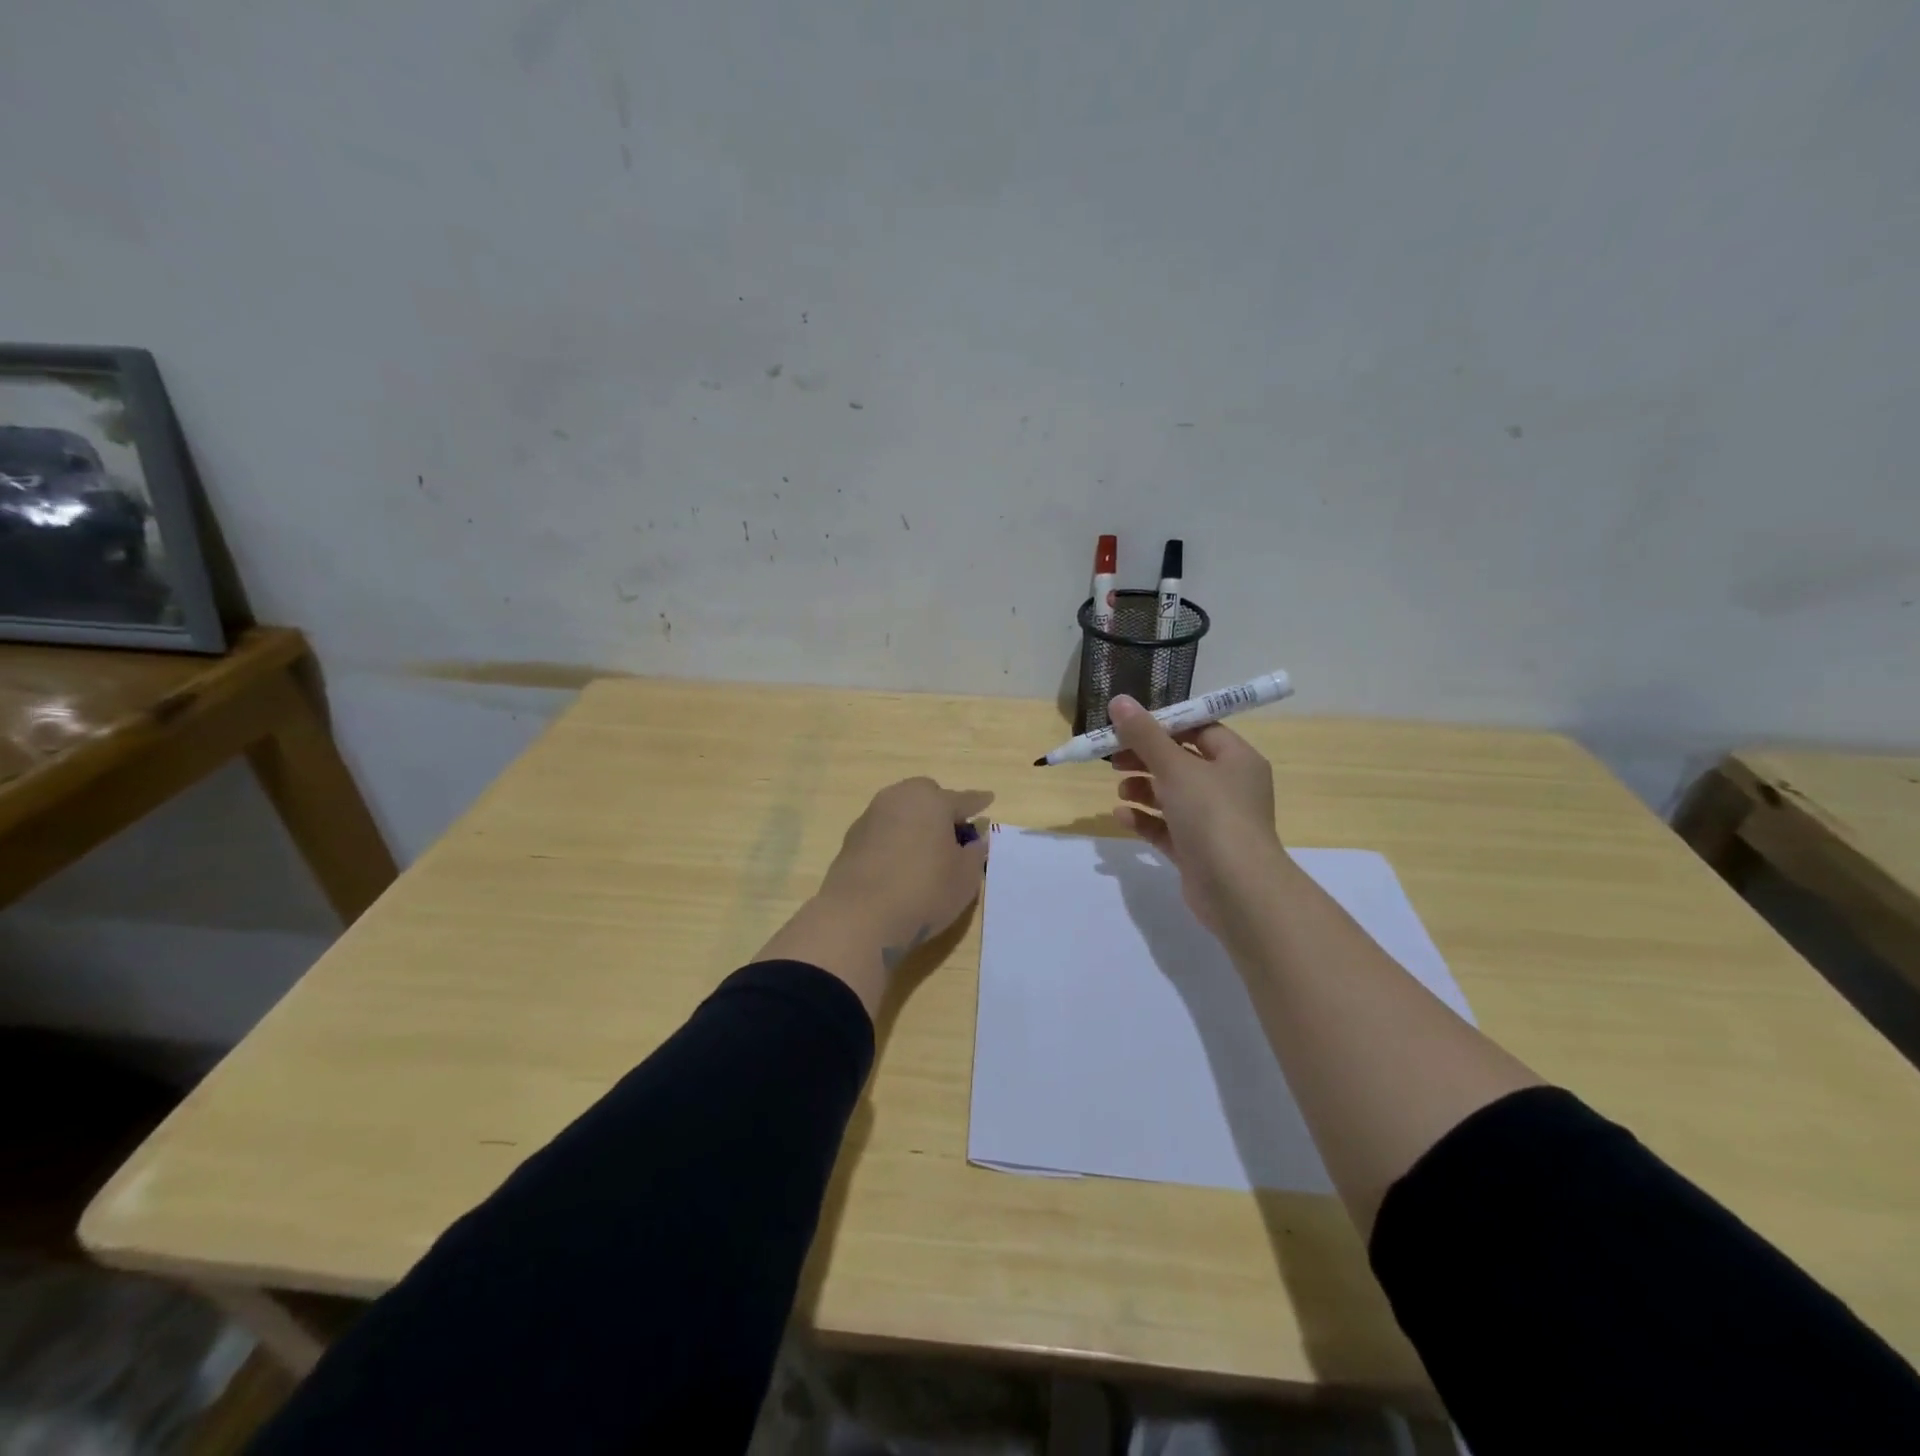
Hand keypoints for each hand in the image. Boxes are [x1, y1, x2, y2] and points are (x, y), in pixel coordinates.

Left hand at [818, 777, 992, 961]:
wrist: (859, 916)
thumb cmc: (924, 892)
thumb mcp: (965, 878)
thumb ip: (975, 853)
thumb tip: (977, 838)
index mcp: (932, 801)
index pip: (962, 799)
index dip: (977, 802)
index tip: (988, 799)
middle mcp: (899, 798)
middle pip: (926, 795)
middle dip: (941, 807)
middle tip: (953, 831)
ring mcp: (871, 816)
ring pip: (901, 810)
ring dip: (915, 822)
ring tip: (926, 848)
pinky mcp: (851, 838)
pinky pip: (883, 830)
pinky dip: (894, 838)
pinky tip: (899, 862)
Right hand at [1107, 695, 1287, 935]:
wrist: (1238, 890)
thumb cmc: (1213, 815)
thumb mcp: (1175, 767)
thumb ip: (1144, 734)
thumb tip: (1119, 701)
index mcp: (1236, 759)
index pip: (1200, 729)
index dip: (1163, 725)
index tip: (1128, 726)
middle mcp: (1229, 787)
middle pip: (1181, 762)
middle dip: (1146, 758)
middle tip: (1114, 758)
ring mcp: (1214, 822)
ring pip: (1172, 796)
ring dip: (1143, 789)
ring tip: (1120, 790)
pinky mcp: (1198, 851)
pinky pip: (1167, 828)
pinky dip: (1145, 820)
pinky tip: (1122, 816)